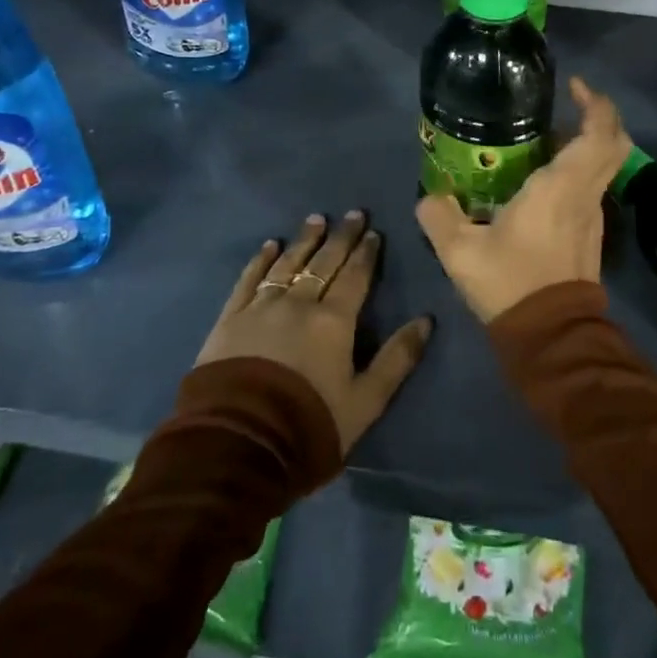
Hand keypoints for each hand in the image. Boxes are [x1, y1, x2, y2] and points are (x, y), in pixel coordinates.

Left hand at [197, 210, 433, 452]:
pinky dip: (260, 261)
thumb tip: (426, 321)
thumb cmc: (310, 424)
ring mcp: (261, 307)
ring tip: (315, 219)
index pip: (355, 277)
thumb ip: (397, 359)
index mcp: (334, 321)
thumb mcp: (366, 401)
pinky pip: (248, 280)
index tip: (373, 232)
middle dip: (341, 236)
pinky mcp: (230, 319)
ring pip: (287, 263)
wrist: (238, 444)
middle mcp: (299, 302)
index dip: (366, 253)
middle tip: (353, 213)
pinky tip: (269, 245)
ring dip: (304, 240)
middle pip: (324, 262)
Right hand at [417, 77, 632, 323]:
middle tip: (566, 103)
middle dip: (598, 115)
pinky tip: (540, 179)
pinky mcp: (590, 233)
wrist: (552, 338)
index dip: (595, 103)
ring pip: (603, 166)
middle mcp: (586, 194)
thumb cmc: (512, 284)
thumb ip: (439, 217)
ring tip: (544, 138)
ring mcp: (593, 215)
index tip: (574, 86)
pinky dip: (576, 170)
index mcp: (561, 188)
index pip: (599, 134)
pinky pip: (590, 186)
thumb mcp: (461, 252)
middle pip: (614, 143)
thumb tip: (430, 198)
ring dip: (584, 144)